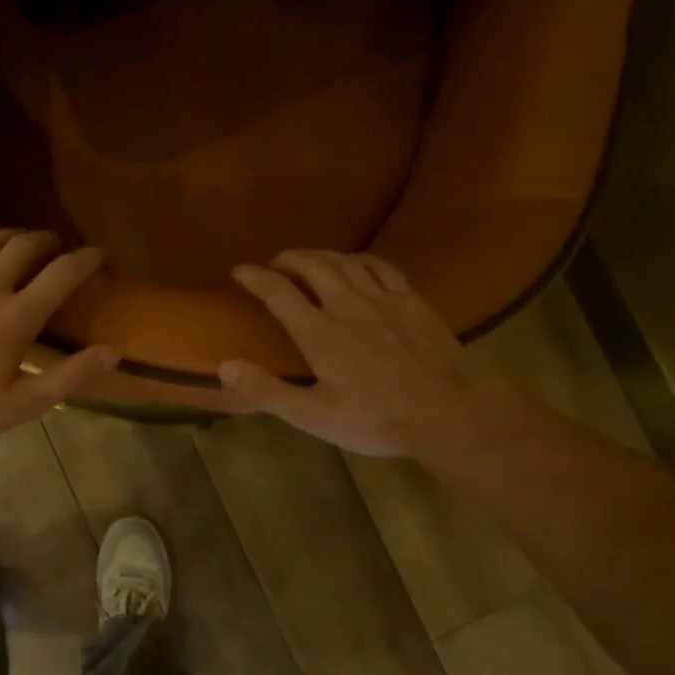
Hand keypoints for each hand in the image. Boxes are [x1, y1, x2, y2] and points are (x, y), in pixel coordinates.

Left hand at [0, 229, 118, 446]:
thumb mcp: (23, 405)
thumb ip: (69, 376)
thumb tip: (112, 351)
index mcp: (17, 318)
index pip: (61, 275)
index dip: (84, 260)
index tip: (97, 254)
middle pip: (24, 246)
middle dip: (47, 240)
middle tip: (57, 248)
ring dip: (11, 236)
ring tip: (20, 242)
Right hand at [219, 250, 481, 458]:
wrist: (449, 413)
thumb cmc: (376, 419)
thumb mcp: (314, 415)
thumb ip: (267, 391)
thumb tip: (225, 366)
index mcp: (319, 332)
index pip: (277, 291)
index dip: (254, 277)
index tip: (238, 272)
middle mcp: (347, 304)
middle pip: (312, 265)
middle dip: (287, 259)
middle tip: (273, 264)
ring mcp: (383, 298)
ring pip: (345, 260)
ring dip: (320, 254)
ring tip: (307, 259)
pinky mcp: (411, 300)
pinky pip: (380, 266)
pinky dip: (358, 259)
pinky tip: (355, 264)